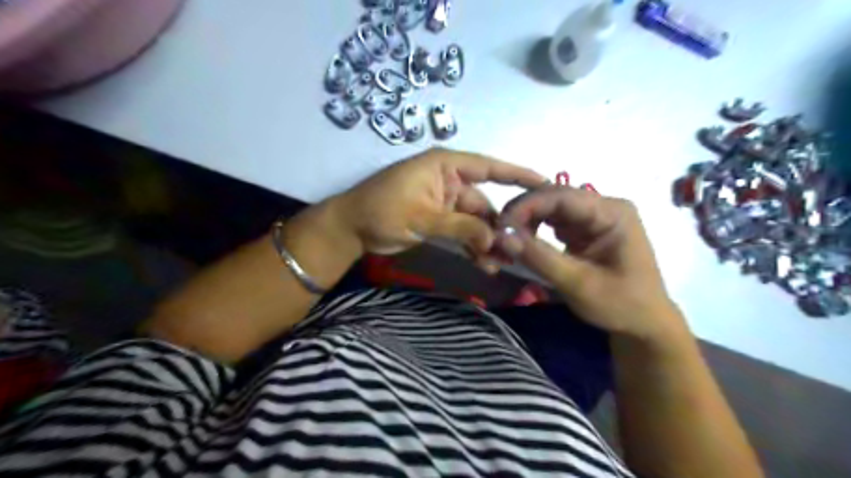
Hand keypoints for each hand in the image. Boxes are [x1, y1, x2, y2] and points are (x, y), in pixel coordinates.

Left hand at [322, 148, 547, 268]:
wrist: (350, 228)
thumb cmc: (381, 210)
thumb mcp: (422, 217)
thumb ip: (461, 227)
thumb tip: (495, 240)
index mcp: (445, 166)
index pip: (489, 167)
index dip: (518, 174)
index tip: (545, 183)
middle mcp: (449, 180)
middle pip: (484, 202)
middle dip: (499, 226)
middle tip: (515, 250)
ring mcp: (444, 202)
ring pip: (475, 221)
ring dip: (486, 241)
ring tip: (498, 264)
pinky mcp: (439, 219)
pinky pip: (463, 231)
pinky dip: (472, 246)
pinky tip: (483, 263)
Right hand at [501, 185, 682, 339]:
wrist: (644, 325)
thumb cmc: (620, 305)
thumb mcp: (578, 284)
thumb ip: (540, 258)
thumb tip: (503, 236)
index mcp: (612, 212)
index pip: (562, 196)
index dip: (527, 206)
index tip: (501, 226)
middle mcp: (603, 207)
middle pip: (554, 197)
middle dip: (524, 212)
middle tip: (499, 233)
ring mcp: (594, 218)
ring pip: (550, 208)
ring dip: (526, 220)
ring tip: (508, 239)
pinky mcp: (585, 230)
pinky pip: (553, 221)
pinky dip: (534, 230)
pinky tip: (522, 242)